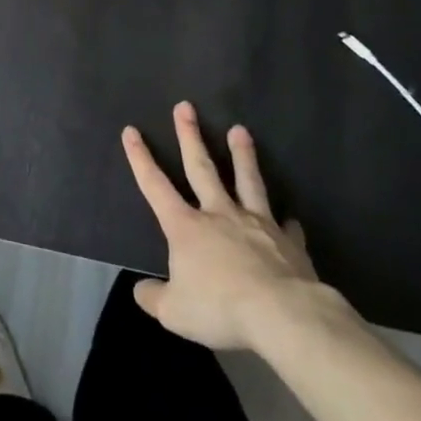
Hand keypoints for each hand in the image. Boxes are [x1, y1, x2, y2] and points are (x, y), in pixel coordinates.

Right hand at [122, 102, 327, 354]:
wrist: (282, 314)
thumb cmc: (220, 308)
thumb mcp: (175, 312)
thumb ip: (154, 298)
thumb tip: (141, 290)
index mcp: (186, 227)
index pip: (155, 185)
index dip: (140, 158)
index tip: (131, 130)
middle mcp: (219, 214)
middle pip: (201, 167)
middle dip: (190, 136)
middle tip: (185, 106)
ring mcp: (256, 224)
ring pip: (247, 181)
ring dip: (242, 155)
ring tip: (240, 130)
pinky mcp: (288, 242)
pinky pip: (285, 227)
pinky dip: (285, 221)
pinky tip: (289, 218)